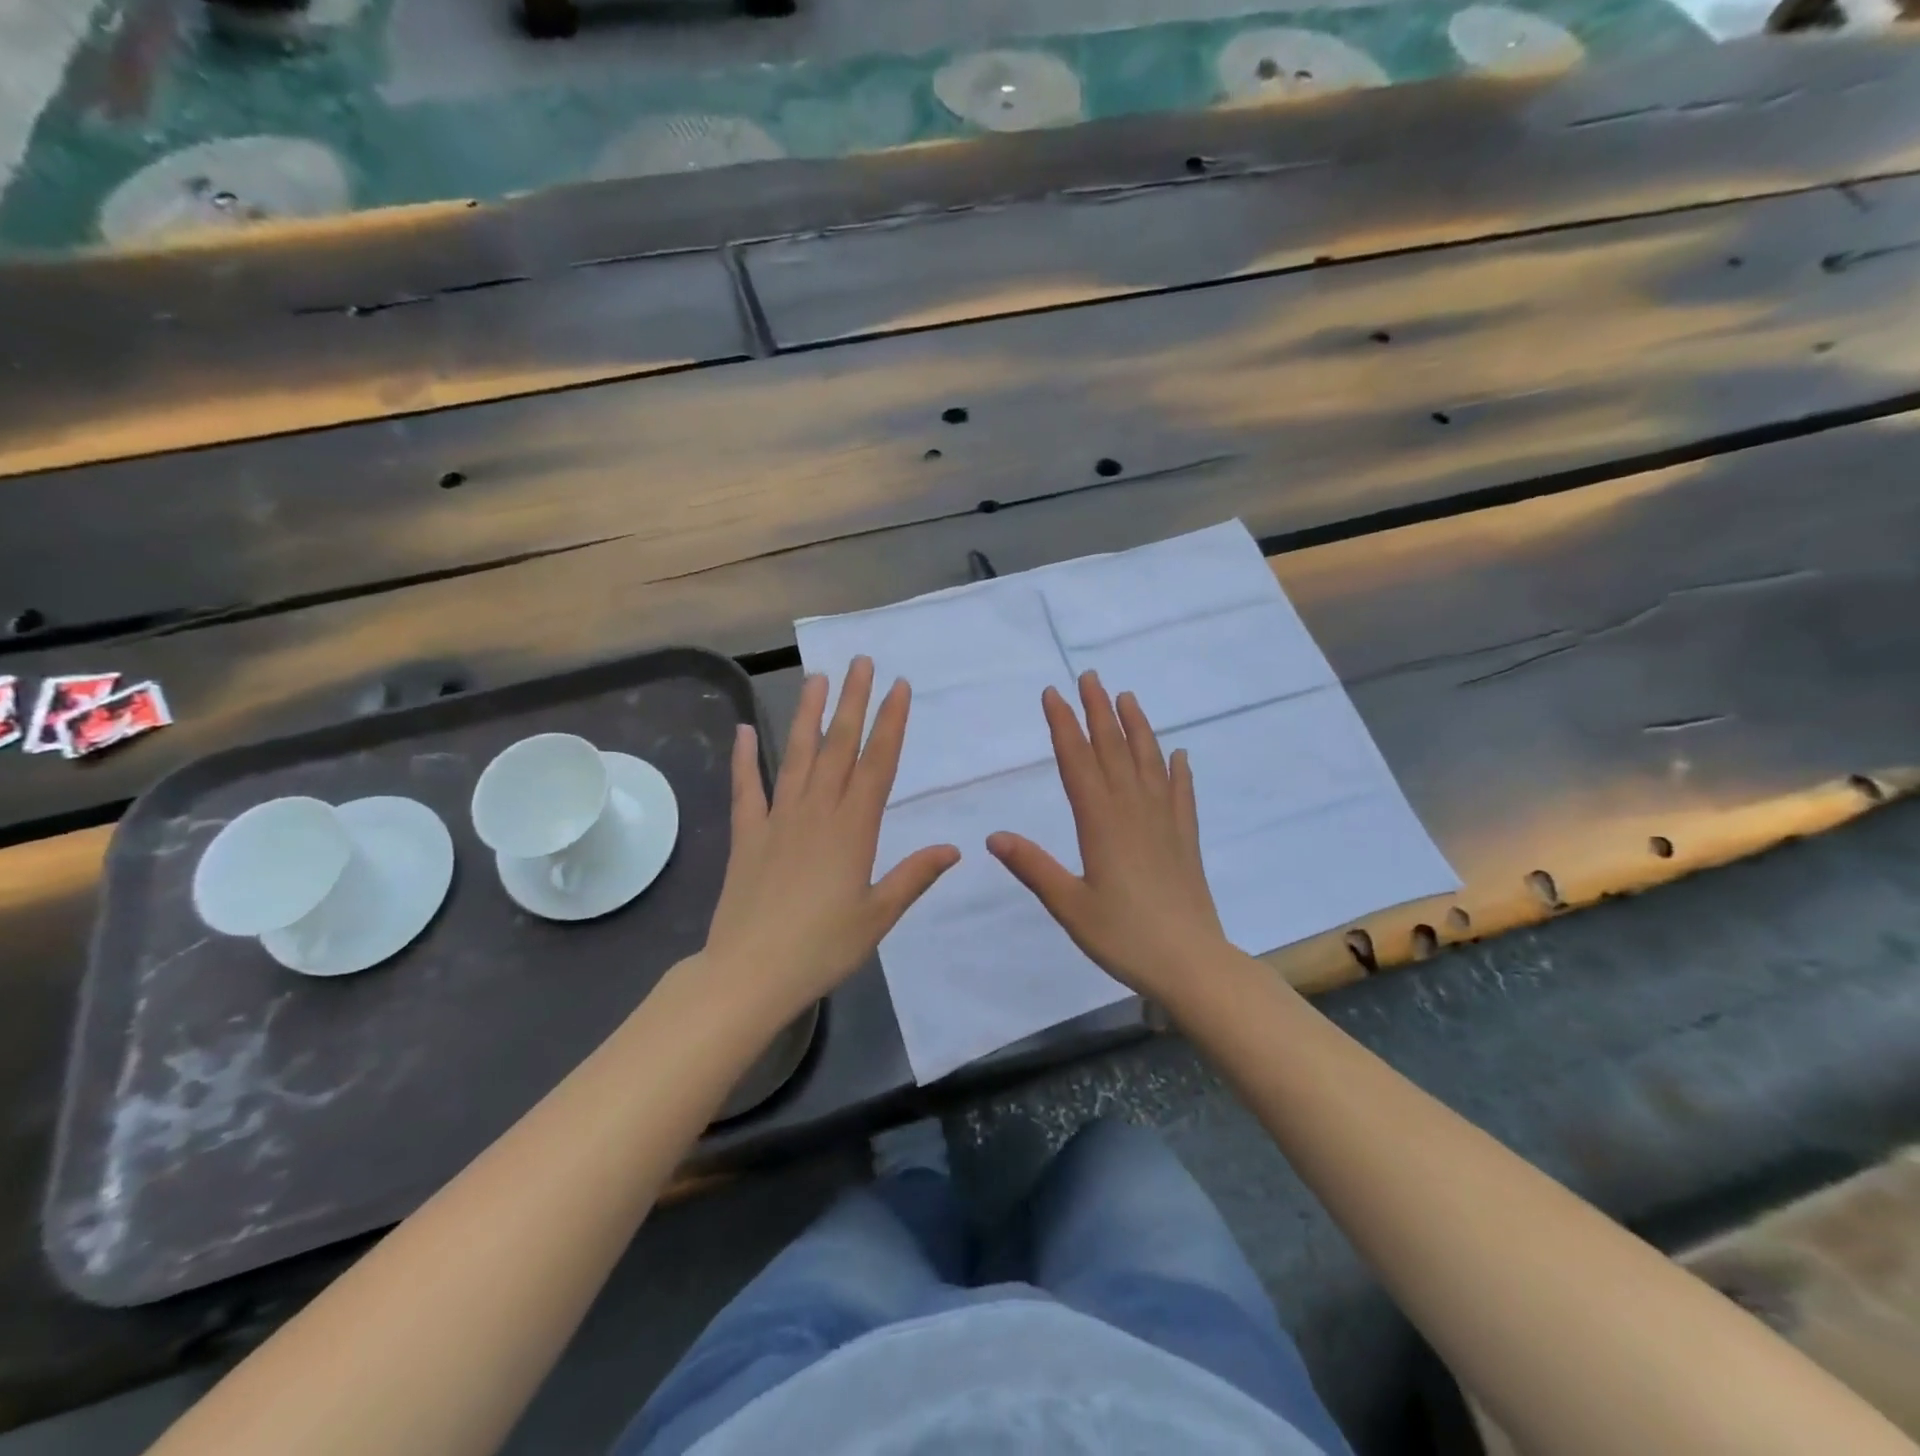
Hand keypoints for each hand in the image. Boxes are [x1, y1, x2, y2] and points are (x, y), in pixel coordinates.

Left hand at [700, 657, 958, 1023]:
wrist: (751, 972)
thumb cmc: (823, 947)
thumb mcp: (878, 916)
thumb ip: (914, 876)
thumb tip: (954, 848)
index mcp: (854, 829)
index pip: (878, 763)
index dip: (890, 723)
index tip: (898, 687)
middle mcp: (817, 812)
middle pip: (839, 747)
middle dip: (852, 702)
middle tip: (859, 662)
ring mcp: (778, 819)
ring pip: (796, 755)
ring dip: (807, 715)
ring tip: (815, 679)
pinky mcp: (748, 834)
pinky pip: (747, 788)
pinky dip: (744, 758)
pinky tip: (743, 730)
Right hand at [988, 672, 1228, 1002]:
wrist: (1191, 963)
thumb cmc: (1124, 936)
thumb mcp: (1069, 905)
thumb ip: (1033, 867)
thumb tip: (992, 837)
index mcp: (1100, 823)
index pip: (1077, 762)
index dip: (1063, 726)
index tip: (1053, 694)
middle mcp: (1133, 810)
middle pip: (1113, 750)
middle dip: (1098, 711)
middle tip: (1090, 677)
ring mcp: (1164, 821)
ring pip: (1148, 762)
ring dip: (1137, 727)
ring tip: (1127, 697)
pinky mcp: (1185, 838)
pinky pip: (1181, 793)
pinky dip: (1178, 770)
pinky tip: (1179, 754)